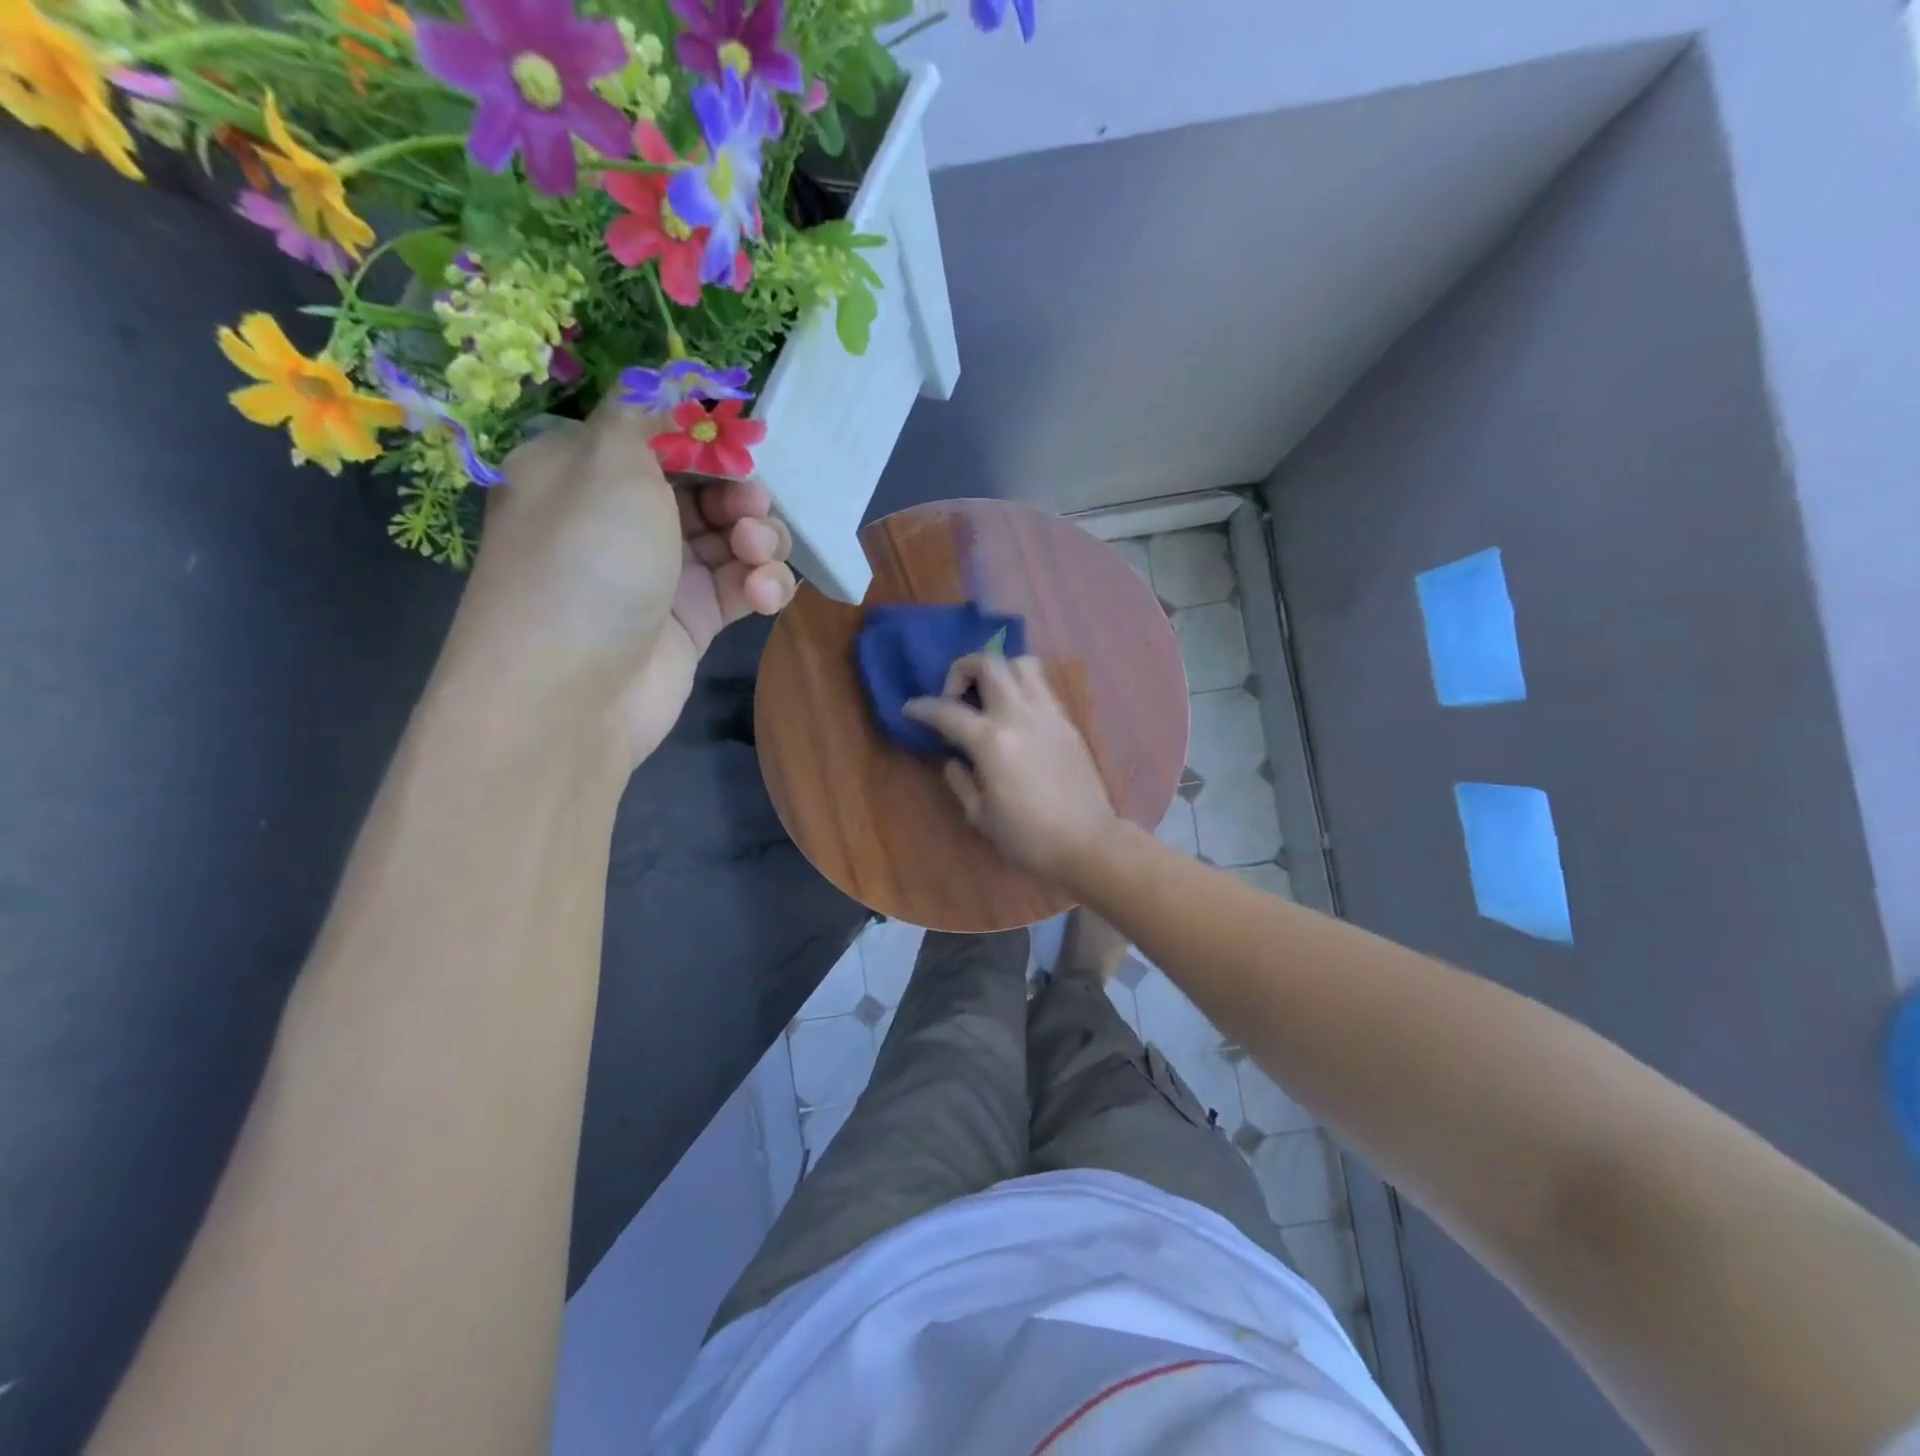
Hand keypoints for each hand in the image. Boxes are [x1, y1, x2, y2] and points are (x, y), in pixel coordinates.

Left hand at [439, 398, 795, 771]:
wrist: (573, 693)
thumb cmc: (588, 562)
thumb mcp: (607, 463)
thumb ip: (644, 416)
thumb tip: (661, 393)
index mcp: (585, 471)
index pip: (659, 437)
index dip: (707, 440)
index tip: (741, 450)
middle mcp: (621, 519)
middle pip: (705, 487)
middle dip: (741, 494)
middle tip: (750, 512)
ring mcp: (660, 574)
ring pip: (732, 538)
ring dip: (760, 541)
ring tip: (757, 559)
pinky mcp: (692, 621)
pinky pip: (741, 587)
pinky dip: (763, 585)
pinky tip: (766, 596)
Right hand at [904, 653, 1118, 882]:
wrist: (1088, 842)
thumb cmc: (1028, 837)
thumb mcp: (981, 815)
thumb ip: (960, 781)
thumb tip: (953, 760)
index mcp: (991, 741)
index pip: (947, 711)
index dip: (922, 708)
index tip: (910, 709)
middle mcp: (1019, 715)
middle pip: (988, 663)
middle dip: (960, 670)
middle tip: (954, 697)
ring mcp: (1047, 713)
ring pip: (1021, 663)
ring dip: (997, 669)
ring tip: (988, 696)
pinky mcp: (1067, 721)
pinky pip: (1041, 685)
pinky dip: (1021, 685)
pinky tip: (1013, 712)